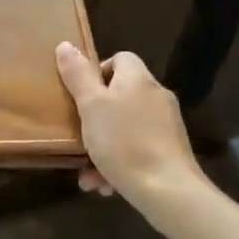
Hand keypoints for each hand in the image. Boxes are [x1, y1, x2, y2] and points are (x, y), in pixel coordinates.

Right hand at [55, 42, 208, 214]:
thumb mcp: (91, 106)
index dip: (97, 72)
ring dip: (104, 146)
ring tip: (88, 172)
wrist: (170, 193)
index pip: (120, 58)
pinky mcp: (172, 152)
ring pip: (126, 127)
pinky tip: (106, 185)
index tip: (81, 95)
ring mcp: (167, 126)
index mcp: (138, 79)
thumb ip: (77, 75)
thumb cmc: (124, 142)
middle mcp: (156, 96)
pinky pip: (138, 149)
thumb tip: (66, 45)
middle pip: (120, 95)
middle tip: (79, 134)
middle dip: (96, 117)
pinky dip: (121, 162)